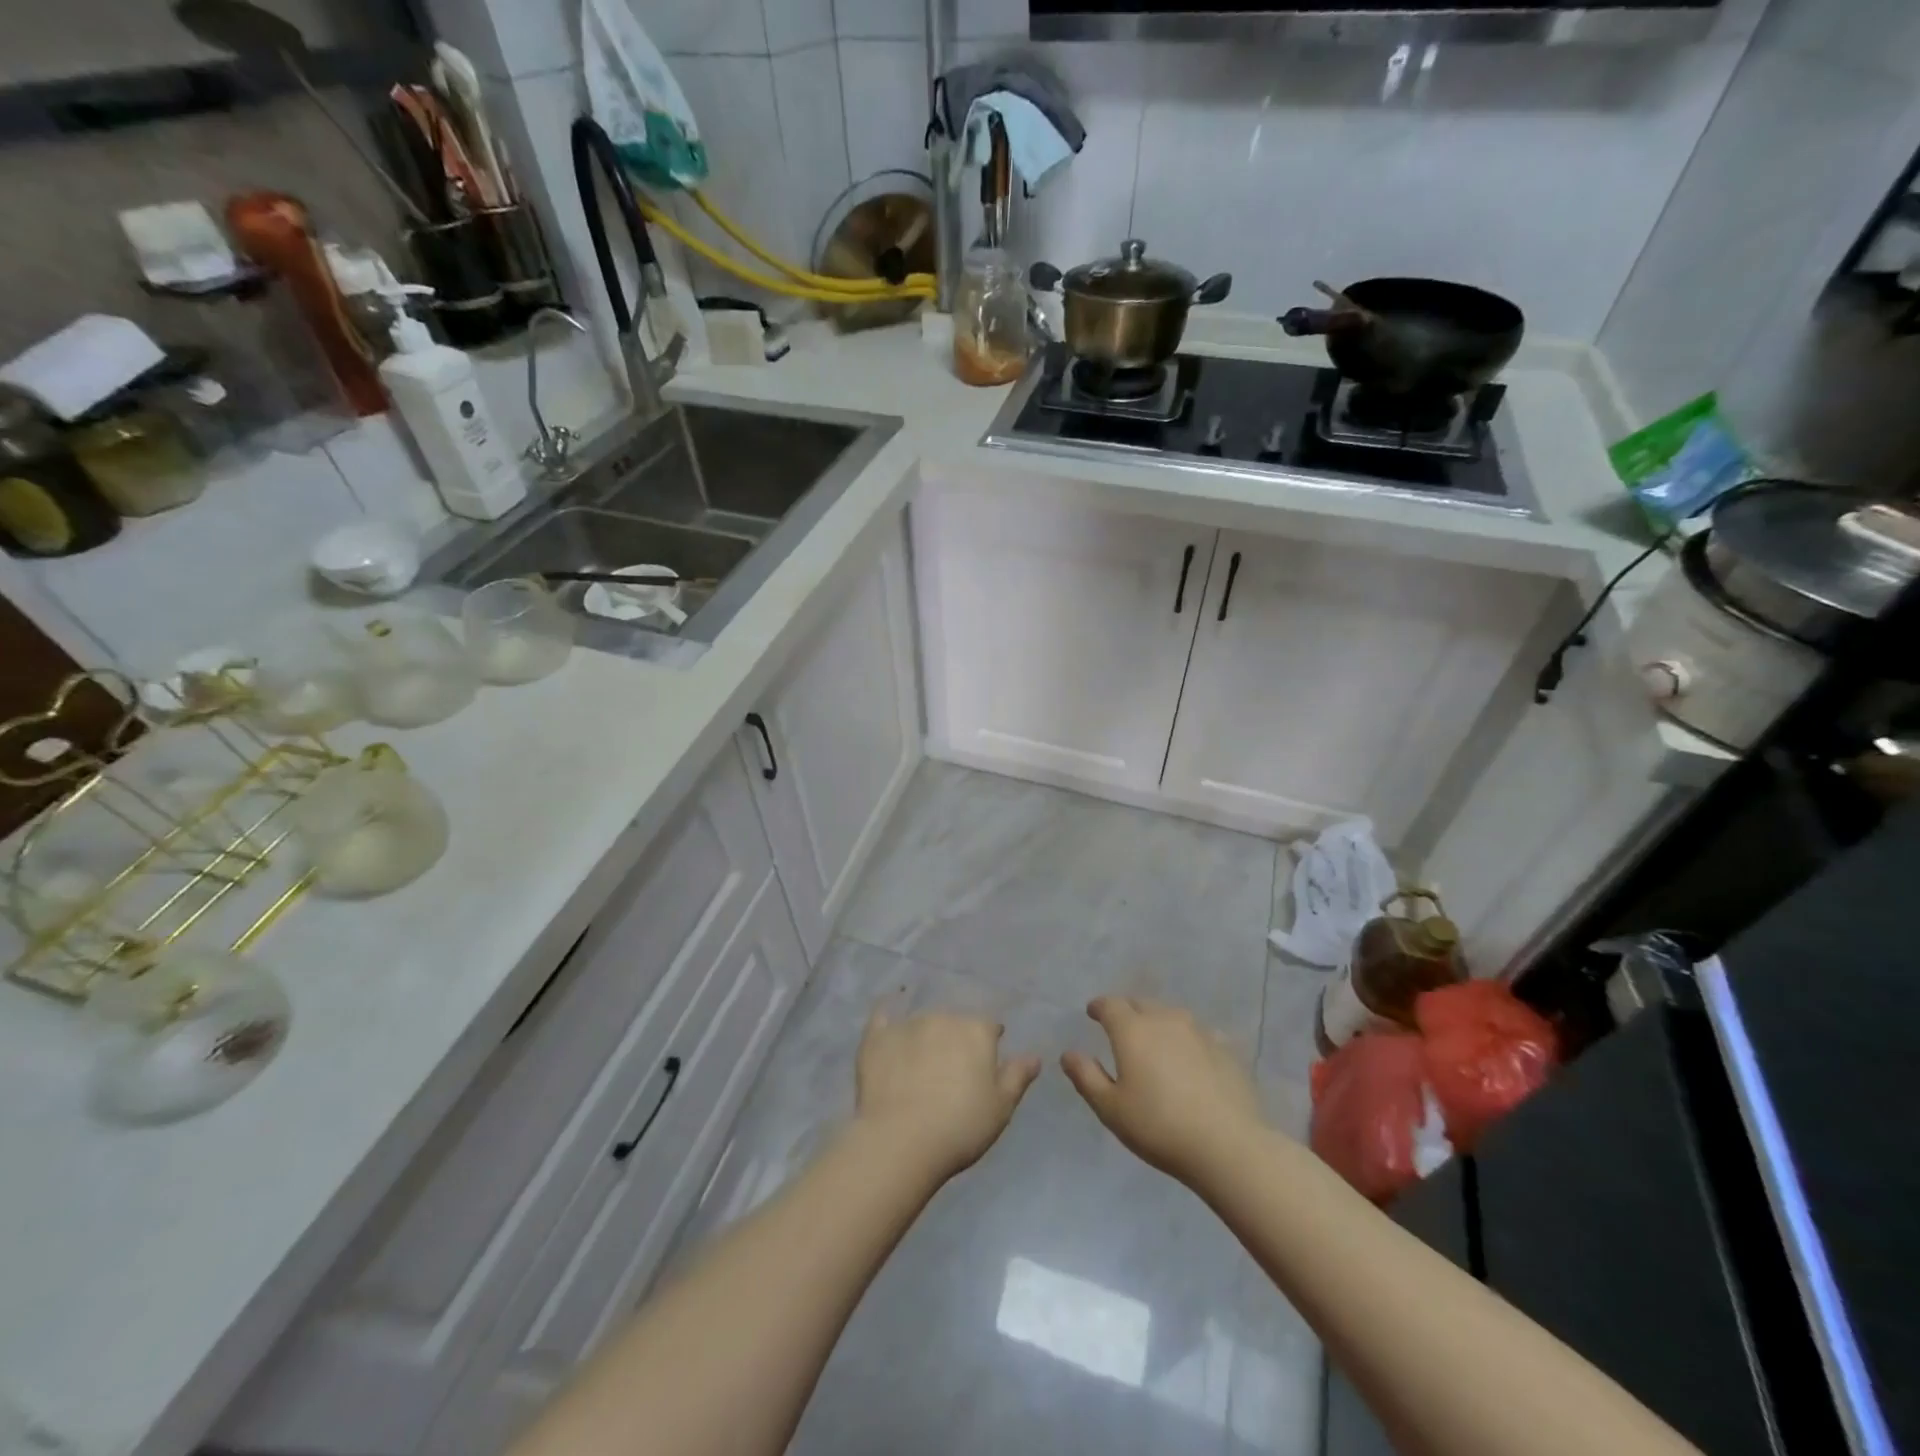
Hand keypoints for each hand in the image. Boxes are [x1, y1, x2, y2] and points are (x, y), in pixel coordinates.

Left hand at [855, 1004, 1040, 1180]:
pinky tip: (887, 1012)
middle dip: (957, 1039)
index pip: (989, 1027)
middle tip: (953, 1070)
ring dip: (927, 1036)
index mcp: (976, 1030)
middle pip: (955, 1022)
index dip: (990, 1043)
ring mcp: (907, 1024)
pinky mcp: (876, 1037)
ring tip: (922, 1064)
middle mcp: (943, 1017)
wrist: (900, 1141)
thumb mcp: (1001, 1108)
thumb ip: (1017, 1076)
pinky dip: (888, 1013)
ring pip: (923, 1022)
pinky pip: (883, 1015)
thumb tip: (1034, 1056)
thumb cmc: (960, 1127)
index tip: (986, 1063)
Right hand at [1062, 995, 1266, 1187]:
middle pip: (1141, 1003)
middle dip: (1127, 1010)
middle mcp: (1164, 1019)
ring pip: (1171, 1014)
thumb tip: (1068, 1053)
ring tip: (1154, 1040)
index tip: (1093, 1013)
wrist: (1228, 1145)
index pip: (1110, 1004)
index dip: (1099, 1006)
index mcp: (1132, 1030)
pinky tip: (1190, 1056)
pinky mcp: (1225, 1048)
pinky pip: (1198, 1033)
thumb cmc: (1159, 1126)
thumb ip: (1086, 1077)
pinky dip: (1187, 1039)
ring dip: (1157, 1021)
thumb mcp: (1110, 1108)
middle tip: (1120, 1027)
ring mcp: (1198, 1031)